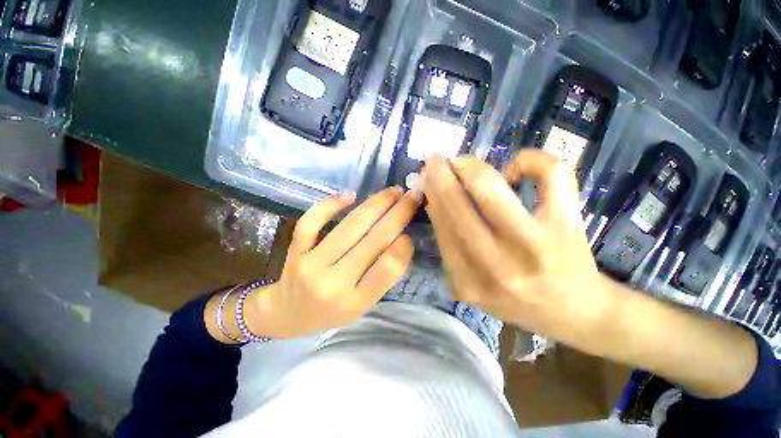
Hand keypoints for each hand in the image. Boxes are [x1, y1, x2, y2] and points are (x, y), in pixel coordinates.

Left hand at [247, 187, 419, 338]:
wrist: (286, 314)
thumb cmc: (331, 312)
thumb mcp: (363, 305)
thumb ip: (383, 276)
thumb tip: (401, 240)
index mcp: (355, 302)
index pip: (387, 269)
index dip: (402, 247)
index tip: (410, 232)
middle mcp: (333, 283)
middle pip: (372, 241)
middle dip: (398, 214)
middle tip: (412, 196)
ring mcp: (311, 264)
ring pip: (348, 227)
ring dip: (375, 204)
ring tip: (393, 191)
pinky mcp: (295, 250)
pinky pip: (312, 221)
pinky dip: (330, 205)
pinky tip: (349, 195)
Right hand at [422, 151, 606, 342]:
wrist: (575, 311)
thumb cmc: (517, 300)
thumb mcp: (472, 284)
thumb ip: (450, 248)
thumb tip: (435, 203)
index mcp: (472, 282)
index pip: (443, 230)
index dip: (432, 198)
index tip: (425, 180)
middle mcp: (500, 266)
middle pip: (460, 208)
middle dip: (441, 177)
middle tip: (434, 159)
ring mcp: (536, 243)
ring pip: (492, 190)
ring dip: (471, 167)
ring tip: (462, 162)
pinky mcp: (568, 224)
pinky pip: (551, 176)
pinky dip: (530, 159)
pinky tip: (516, 166)